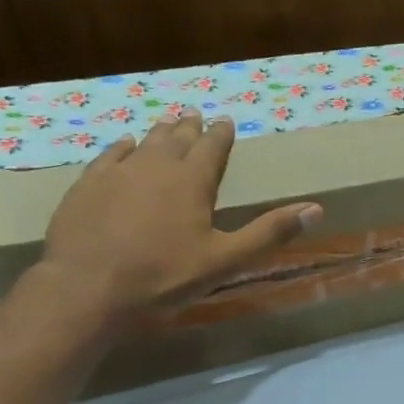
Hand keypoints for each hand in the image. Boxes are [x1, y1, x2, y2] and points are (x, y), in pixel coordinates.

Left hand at [39, 114, 319, 327]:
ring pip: (144, 143)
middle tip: (196, 115)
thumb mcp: (226, 259)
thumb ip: (269, 232)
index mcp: (192, 181)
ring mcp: (118, 173)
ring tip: (168, 122)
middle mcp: (156, 167)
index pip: (213, 147)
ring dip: (160, 132)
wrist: (87, 288)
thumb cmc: (164, 276)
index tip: (226, 121)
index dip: (222, 134)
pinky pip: (109, 156)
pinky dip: (122, 147)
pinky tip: (125, 144)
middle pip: (178, 139)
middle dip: (190, 128)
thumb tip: (316, 208)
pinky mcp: (87, 186)